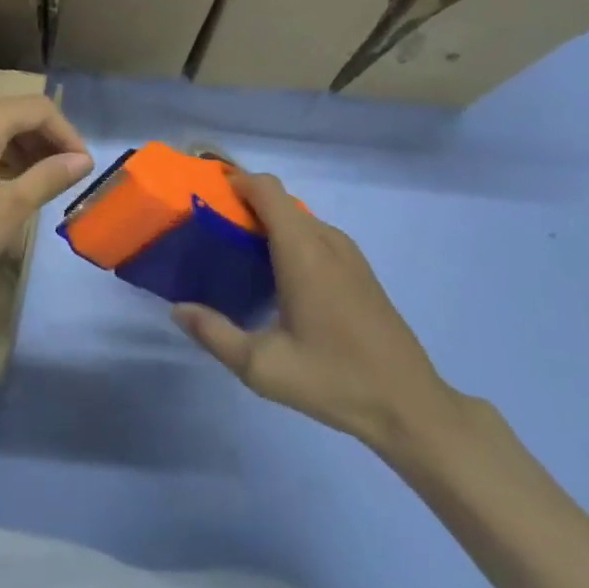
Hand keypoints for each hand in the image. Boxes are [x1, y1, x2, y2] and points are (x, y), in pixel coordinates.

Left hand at [0, 96, 92, 318]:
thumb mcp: (8, 210)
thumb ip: (48, 177)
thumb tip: (81, 160)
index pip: (37, 109)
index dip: (67, 134)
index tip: (83, 168)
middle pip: (12, 112)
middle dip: (44, 139)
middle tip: (64, 176)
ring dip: (19, 147)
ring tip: (37, 184)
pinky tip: (3, 185)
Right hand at [172, 173, 459, 456]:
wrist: (411, 407)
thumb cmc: (335, 380)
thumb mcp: (262, 367)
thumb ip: (214, 334)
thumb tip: (177, 309)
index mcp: (302, 251)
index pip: (266, 188)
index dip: (233, 180)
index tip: (203, 193)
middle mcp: (326, 241)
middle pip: (279, 200)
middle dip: (242, 203)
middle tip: (209, 228)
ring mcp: (348, 254)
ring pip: (298, 218)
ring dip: (266, 221)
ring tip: (235, 249)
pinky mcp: (360, 271)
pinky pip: (315, 235)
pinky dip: (288, 237)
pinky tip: (274, 275)